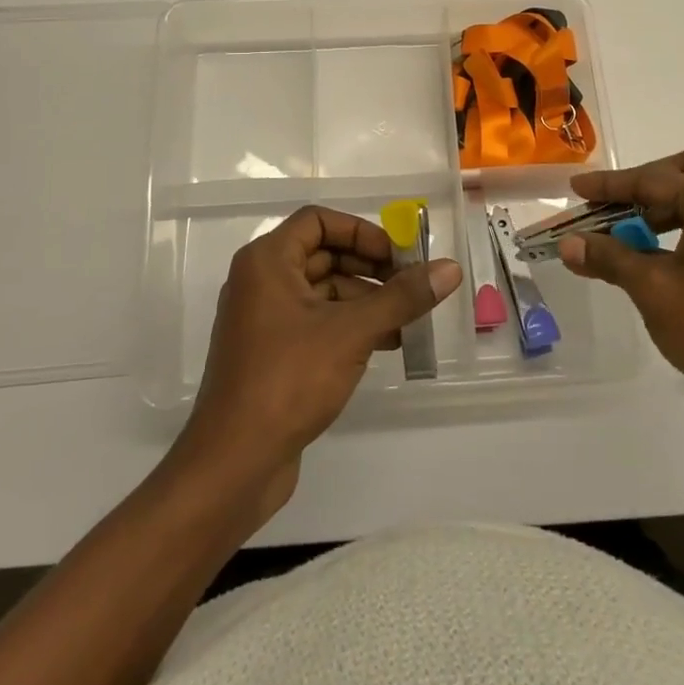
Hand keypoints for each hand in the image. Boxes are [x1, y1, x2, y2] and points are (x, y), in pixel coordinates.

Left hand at [175, 205, 461, 516]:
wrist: (233, 464)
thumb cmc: (288, 379)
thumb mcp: (352, 331)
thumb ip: (402, 297)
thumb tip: (450, 269)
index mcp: (267, 261)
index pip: (318, 220)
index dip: (361, 232)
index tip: (397, 256)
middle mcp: (261, 282)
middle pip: (323, 255)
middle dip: (370, 268)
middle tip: (411, 286)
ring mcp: (264, 320)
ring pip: (323, 291)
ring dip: (365, 300)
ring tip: (407, 321)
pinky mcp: (271, 354)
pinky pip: (316, 323)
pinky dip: (349, 326)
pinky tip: (386, 344)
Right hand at [559, 148, 683, 430]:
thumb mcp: (651, 289)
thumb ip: (609, 257)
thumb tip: (568, 243)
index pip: (652, 181)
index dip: (609, 185)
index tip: (576, 188)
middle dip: (647, 183)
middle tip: (616, 207)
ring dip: (667, 205)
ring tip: (637, 235)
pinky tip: (668, 256)